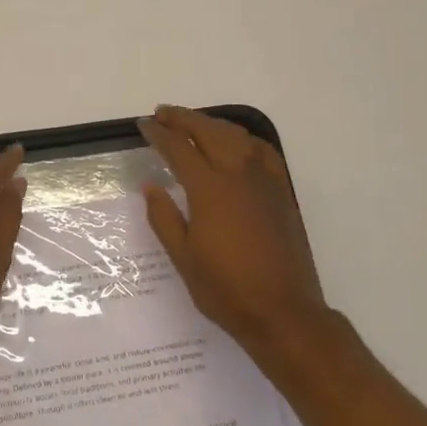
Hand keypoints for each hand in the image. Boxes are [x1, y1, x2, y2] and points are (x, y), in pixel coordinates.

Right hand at [138, 105, 328, 349]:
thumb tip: (150, 186)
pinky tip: (236, 144)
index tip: (143, 125)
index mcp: (209, 190)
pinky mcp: (282, 193)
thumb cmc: (225, 289)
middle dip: (183, 118)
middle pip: (209, 132)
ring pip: (237, 136)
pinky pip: (262, 151)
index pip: (179, 149)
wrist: (282, 311)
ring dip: (212, 124)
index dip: (159, 134)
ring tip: (193, 123)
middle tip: (162, 113)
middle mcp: (238, 175)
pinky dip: (243, 138)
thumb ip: (164, 217)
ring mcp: (265, 181)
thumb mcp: (183, 258)